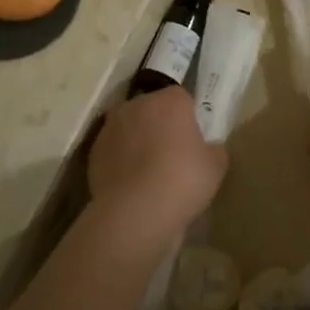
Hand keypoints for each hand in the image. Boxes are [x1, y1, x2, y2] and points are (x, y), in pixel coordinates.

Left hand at [87, 87, 226, 238]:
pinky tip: (131, 185)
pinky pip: (114, 150)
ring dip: (137, 141)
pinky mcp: (94, 150)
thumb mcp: (216, 166)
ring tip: (149, 173)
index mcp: (170, 100)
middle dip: (160, 125)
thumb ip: (213, 149)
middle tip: (172, 155)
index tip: (193, 140)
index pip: (182, 98)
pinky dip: (120, 161)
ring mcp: (111, 126)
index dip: (188, 118)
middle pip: (152, 109)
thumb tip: (207, 148)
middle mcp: (137, 104)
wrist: (135, 212)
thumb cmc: (183, 181)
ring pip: (130, 128)